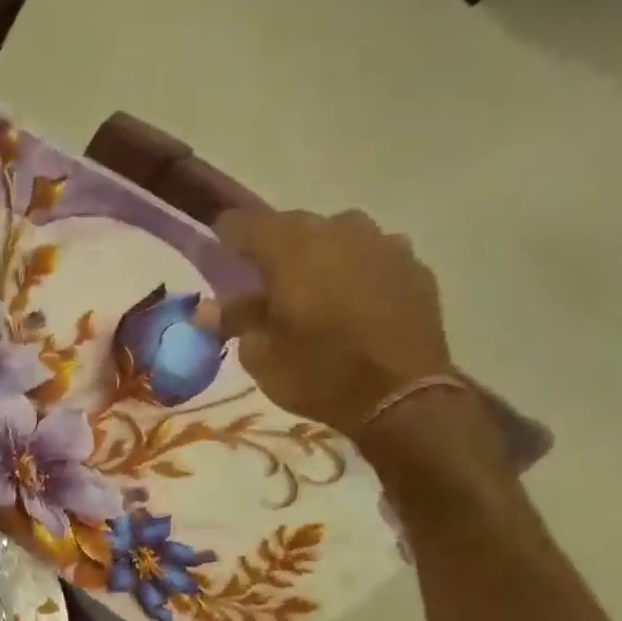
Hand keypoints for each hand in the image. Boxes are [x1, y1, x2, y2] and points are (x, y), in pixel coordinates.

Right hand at [216, 209, 450, 437]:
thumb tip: (207, 309)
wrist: (400, 396)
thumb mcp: (261, 355)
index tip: (216, 251)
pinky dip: (356, 272)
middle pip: (295, 227)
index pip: (246, 224)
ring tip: (312, 290)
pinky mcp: (414, 267)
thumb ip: (235, 321)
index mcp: (293, 248)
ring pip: (339, 237)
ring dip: (319, 257)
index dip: (227, 236)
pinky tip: (352, 301)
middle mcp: (339, 231)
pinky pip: (373, 257)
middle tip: (263, 282)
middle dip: (275, 249)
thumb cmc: (319, 373)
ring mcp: (383, 244)